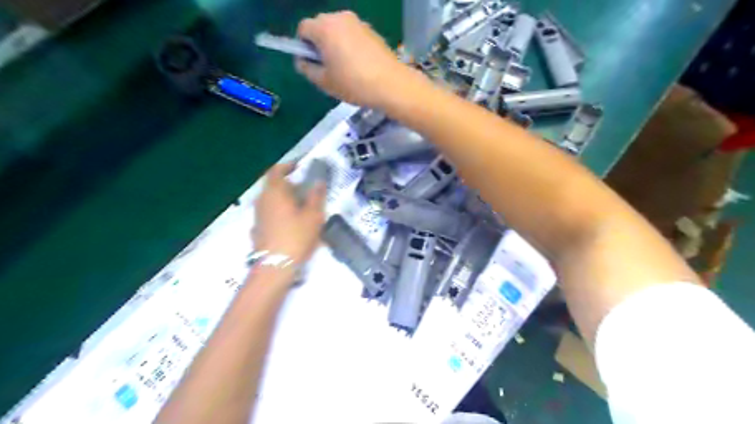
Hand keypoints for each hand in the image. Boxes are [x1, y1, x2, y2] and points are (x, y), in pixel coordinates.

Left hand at [252, 164, 325, 266]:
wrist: (275, 266)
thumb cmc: (296, 236)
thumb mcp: (313, 215)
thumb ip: (316, 196)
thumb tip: (319, 181)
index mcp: (275, 192)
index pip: (277, 170)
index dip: (288, 166)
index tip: (300, 166)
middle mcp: (262, 200)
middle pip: (274, 186)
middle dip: (291, 185)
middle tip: (307, 191)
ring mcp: (258, 215)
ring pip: (272, 200)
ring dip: (286, 200)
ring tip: (303, 209)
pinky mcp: (258, 229)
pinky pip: (270, 214)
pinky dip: (281, 213)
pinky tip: (292, 225)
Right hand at [295, 10, 411, 107]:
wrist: (391, 85)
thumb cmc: (354, 84)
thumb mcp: (324, 82)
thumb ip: (307, 69)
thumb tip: (302, 60)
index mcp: (324, 28)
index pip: (303, 28)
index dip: (304, 46)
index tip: (313, 64)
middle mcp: (340, 18)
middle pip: (321, 26)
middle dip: (319, 43)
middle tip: (328, 67)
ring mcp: (358, 23)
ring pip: (338, 30)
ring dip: (335, 44)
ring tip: (345, 68)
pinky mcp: (372, 31)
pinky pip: (353, 34)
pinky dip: (350, 45)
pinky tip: (359, 65)